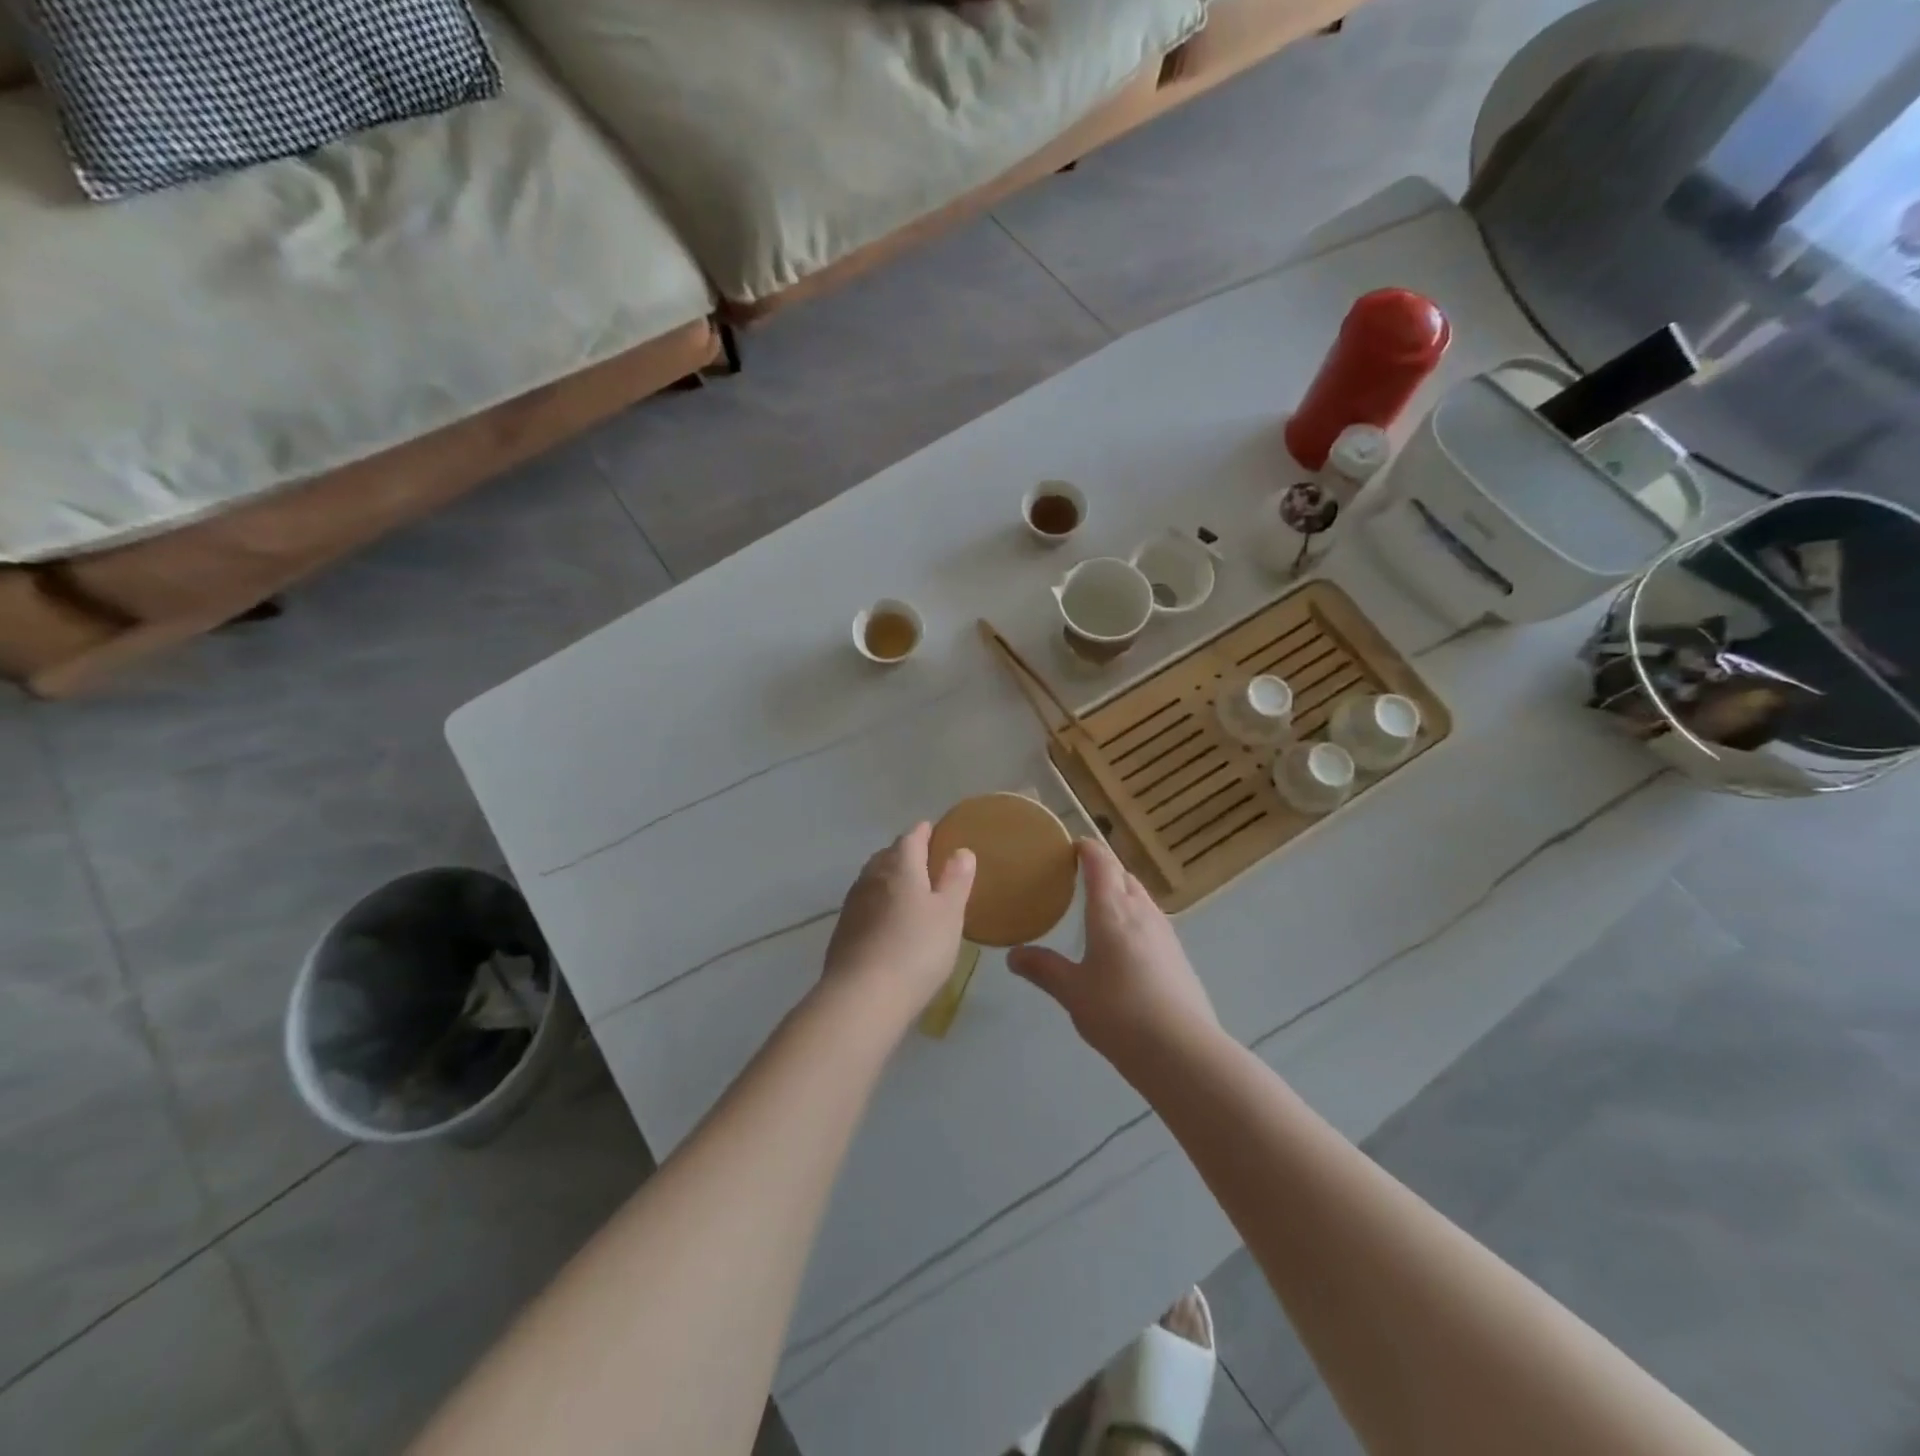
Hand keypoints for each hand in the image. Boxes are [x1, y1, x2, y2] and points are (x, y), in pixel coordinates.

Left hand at [822, 823, 975, 1022]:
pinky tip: (888, 922)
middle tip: (925, 862)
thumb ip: (956, 880)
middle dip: (905, 854)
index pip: (912, 837)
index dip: (924, 832)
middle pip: (888, 855)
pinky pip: (865, 905)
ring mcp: (853, 904)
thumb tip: (961, 851)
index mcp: (900, 866)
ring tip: (908, 891)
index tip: (933, 831)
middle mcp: (872, 877)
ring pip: (873, 879)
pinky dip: (879, 904)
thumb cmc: (916, 949)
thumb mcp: (949, 914)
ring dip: (889, 879)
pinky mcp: (843, 931)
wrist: (861, 996)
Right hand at [1008, 837, 1217, 1067]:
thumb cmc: (1119, 1013)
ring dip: (1122, 893)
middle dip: (1104, 870)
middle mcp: (1141, 912)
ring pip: (1141, 898)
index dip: (1086, 849)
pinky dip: (1135, 919)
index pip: (1100, 862)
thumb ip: (1043, 969)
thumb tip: (1013, 956)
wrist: (1183, 1052)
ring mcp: (1165, 933)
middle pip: (1123, 876)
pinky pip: (1152, 922)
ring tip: (1100, 909)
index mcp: (1112, 910)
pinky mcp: (1179, 957)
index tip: (1071, 846)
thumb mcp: (1072, 992)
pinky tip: (1126, 947)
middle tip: (1078, 878)